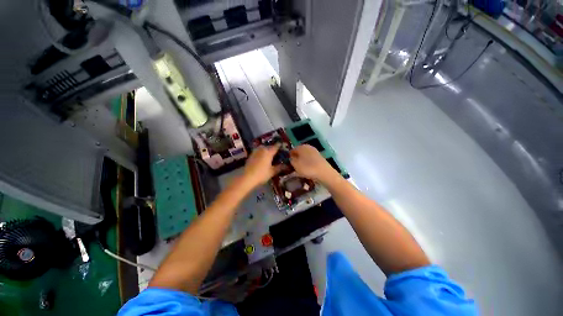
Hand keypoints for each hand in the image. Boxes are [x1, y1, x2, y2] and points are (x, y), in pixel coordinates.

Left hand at [242, 144, 283, 187]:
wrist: (248, 177)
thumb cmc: (262, 174)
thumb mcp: (272, 172)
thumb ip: (280, 167)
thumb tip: (286, 165)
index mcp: (269, 152)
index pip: (276, 146)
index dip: (280, 146)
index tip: (283, 147)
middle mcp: (262, 149)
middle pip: (269, 146)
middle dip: (273, 149)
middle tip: (277, 154)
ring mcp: (255, 151)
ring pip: (263, 148)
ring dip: (267, 150)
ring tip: (270, 156)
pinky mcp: (251, 155)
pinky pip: (258, 151)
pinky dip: (262, 153)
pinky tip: (263, 159)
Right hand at [290, 144, 338, 183]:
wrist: (324, 173)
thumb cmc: (307, 168)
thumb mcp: (295, 165)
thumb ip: (291, 160)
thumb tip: (290, 158)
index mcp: (301, 146)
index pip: (292, 150)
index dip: (289, 156)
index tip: (287, 163)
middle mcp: (308, 147)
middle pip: (299, 152)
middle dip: (296, 158)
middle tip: (293, 167)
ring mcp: (314, 151)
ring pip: (305, 156)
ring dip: (302, 161)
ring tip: (300, 169)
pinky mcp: (319, 157)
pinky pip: (310, 159)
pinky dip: (307, 163)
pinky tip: (307, 169)